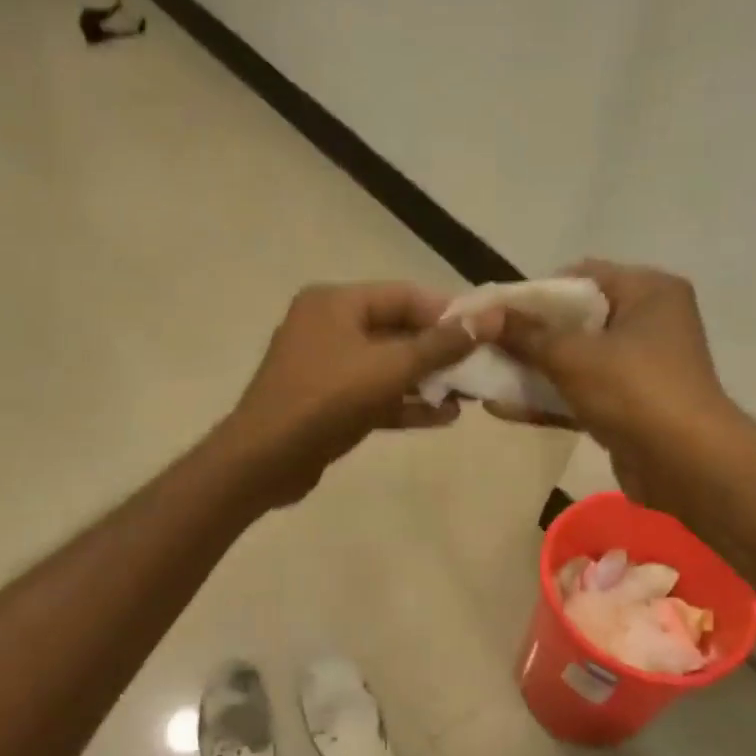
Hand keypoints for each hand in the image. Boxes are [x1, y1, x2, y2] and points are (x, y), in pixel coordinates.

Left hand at [220, 282, 491, 506]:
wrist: (265, 460)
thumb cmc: (327, 399)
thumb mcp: (390, 368)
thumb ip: (441, 345)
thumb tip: (490, 318)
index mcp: (336, 303)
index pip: (404, 295)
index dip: (448, 312)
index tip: (486, 330)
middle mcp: (329, 326)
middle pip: (397, 331)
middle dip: (440, 351)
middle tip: (482, 366)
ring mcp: (326, 366)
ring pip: (388, 366)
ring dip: (428, 381)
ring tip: (471, 395)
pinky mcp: (328, 402)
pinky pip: (375, 394)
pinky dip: (405, 403)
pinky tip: (445, 418)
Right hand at [490, 260, 742, 504]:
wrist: (688, 466)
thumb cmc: (635, 392)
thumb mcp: (573, 357)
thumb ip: (526, 335)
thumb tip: (482, 316)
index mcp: (648, 291)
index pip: (581, 277)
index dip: (535, 294)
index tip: (497, 314)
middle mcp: (649, 321)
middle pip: (576, 320)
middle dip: (529, 336)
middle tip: (486, 346)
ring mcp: (641, 366)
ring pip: (577, 359)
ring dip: (534, 370)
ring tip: (485, 377)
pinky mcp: (632, 405)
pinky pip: (583, 392)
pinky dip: (550, 398)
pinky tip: (504, 407)